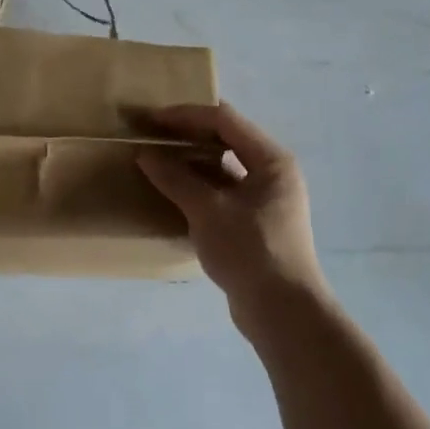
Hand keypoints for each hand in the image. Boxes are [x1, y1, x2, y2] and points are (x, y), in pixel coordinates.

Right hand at [137, 102, 327, 327]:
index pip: (225, 120)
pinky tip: (173, 193)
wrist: (283, 313)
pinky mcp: (256, 223)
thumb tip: (146, 155)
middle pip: (227, 139)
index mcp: (271, 160)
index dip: (186, 115)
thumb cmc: (250, 251)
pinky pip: (223, 192)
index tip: (152, 119)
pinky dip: (199, 187)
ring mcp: (266, 199)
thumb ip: (176, 179)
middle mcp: (273, 172)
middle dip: (189, 135)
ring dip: (192, 162)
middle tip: (153, 135)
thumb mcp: (208, 211)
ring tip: (158, 161)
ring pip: (224, 167)